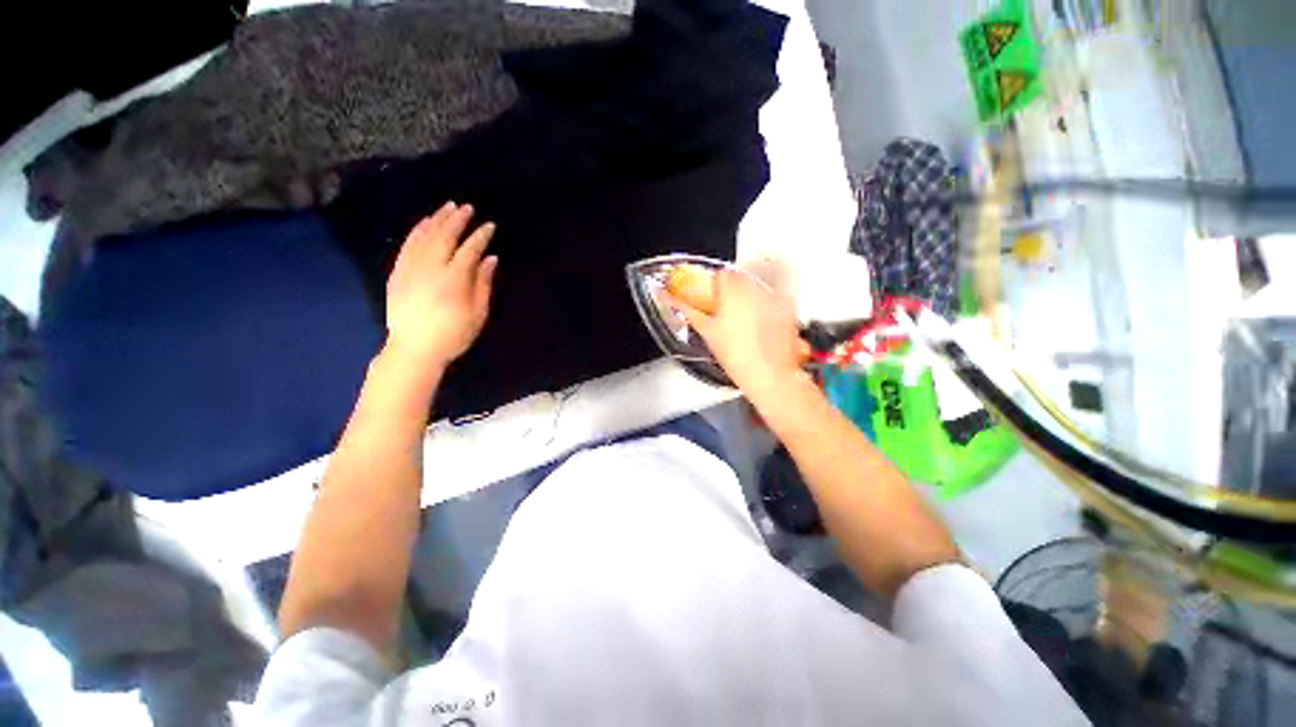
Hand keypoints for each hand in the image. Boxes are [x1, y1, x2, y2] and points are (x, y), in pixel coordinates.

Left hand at [385, 202, 497, 370]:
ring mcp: (411, 268)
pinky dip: (417, 231)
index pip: (469, 249)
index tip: (489, 226)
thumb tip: (490, 259)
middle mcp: (430, 268)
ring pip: (424, 236)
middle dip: (457, 220)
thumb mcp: (477, 313)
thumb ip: (483, 283)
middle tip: (467, 207)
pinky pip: (407, 245)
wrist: (414, 350)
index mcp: (454, 280)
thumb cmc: (453, 335)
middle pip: (444, 236)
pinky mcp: (398, 272)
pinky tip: (425, 223)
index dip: (480, 236)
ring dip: (437, 219)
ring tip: (448, 207)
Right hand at [674, 268, 810, 405]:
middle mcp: (755, 289)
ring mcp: (774, 297)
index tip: (714, 298)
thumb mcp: (707, 333)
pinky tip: (762, 326)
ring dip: (749, 299)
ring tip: (745, 324)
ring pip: (757, 288)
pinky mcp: (788, 308)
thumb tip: (672, 300)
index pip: (722, 274)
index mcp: (732, 291)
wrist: (770, 375)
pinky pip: (774, 300)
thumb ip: (689, 311)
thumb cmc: (738, 357)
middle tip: (728, 313)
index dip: (715, 286)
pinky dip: (767, 308)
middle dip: (733, 292)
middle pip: (740, 279)